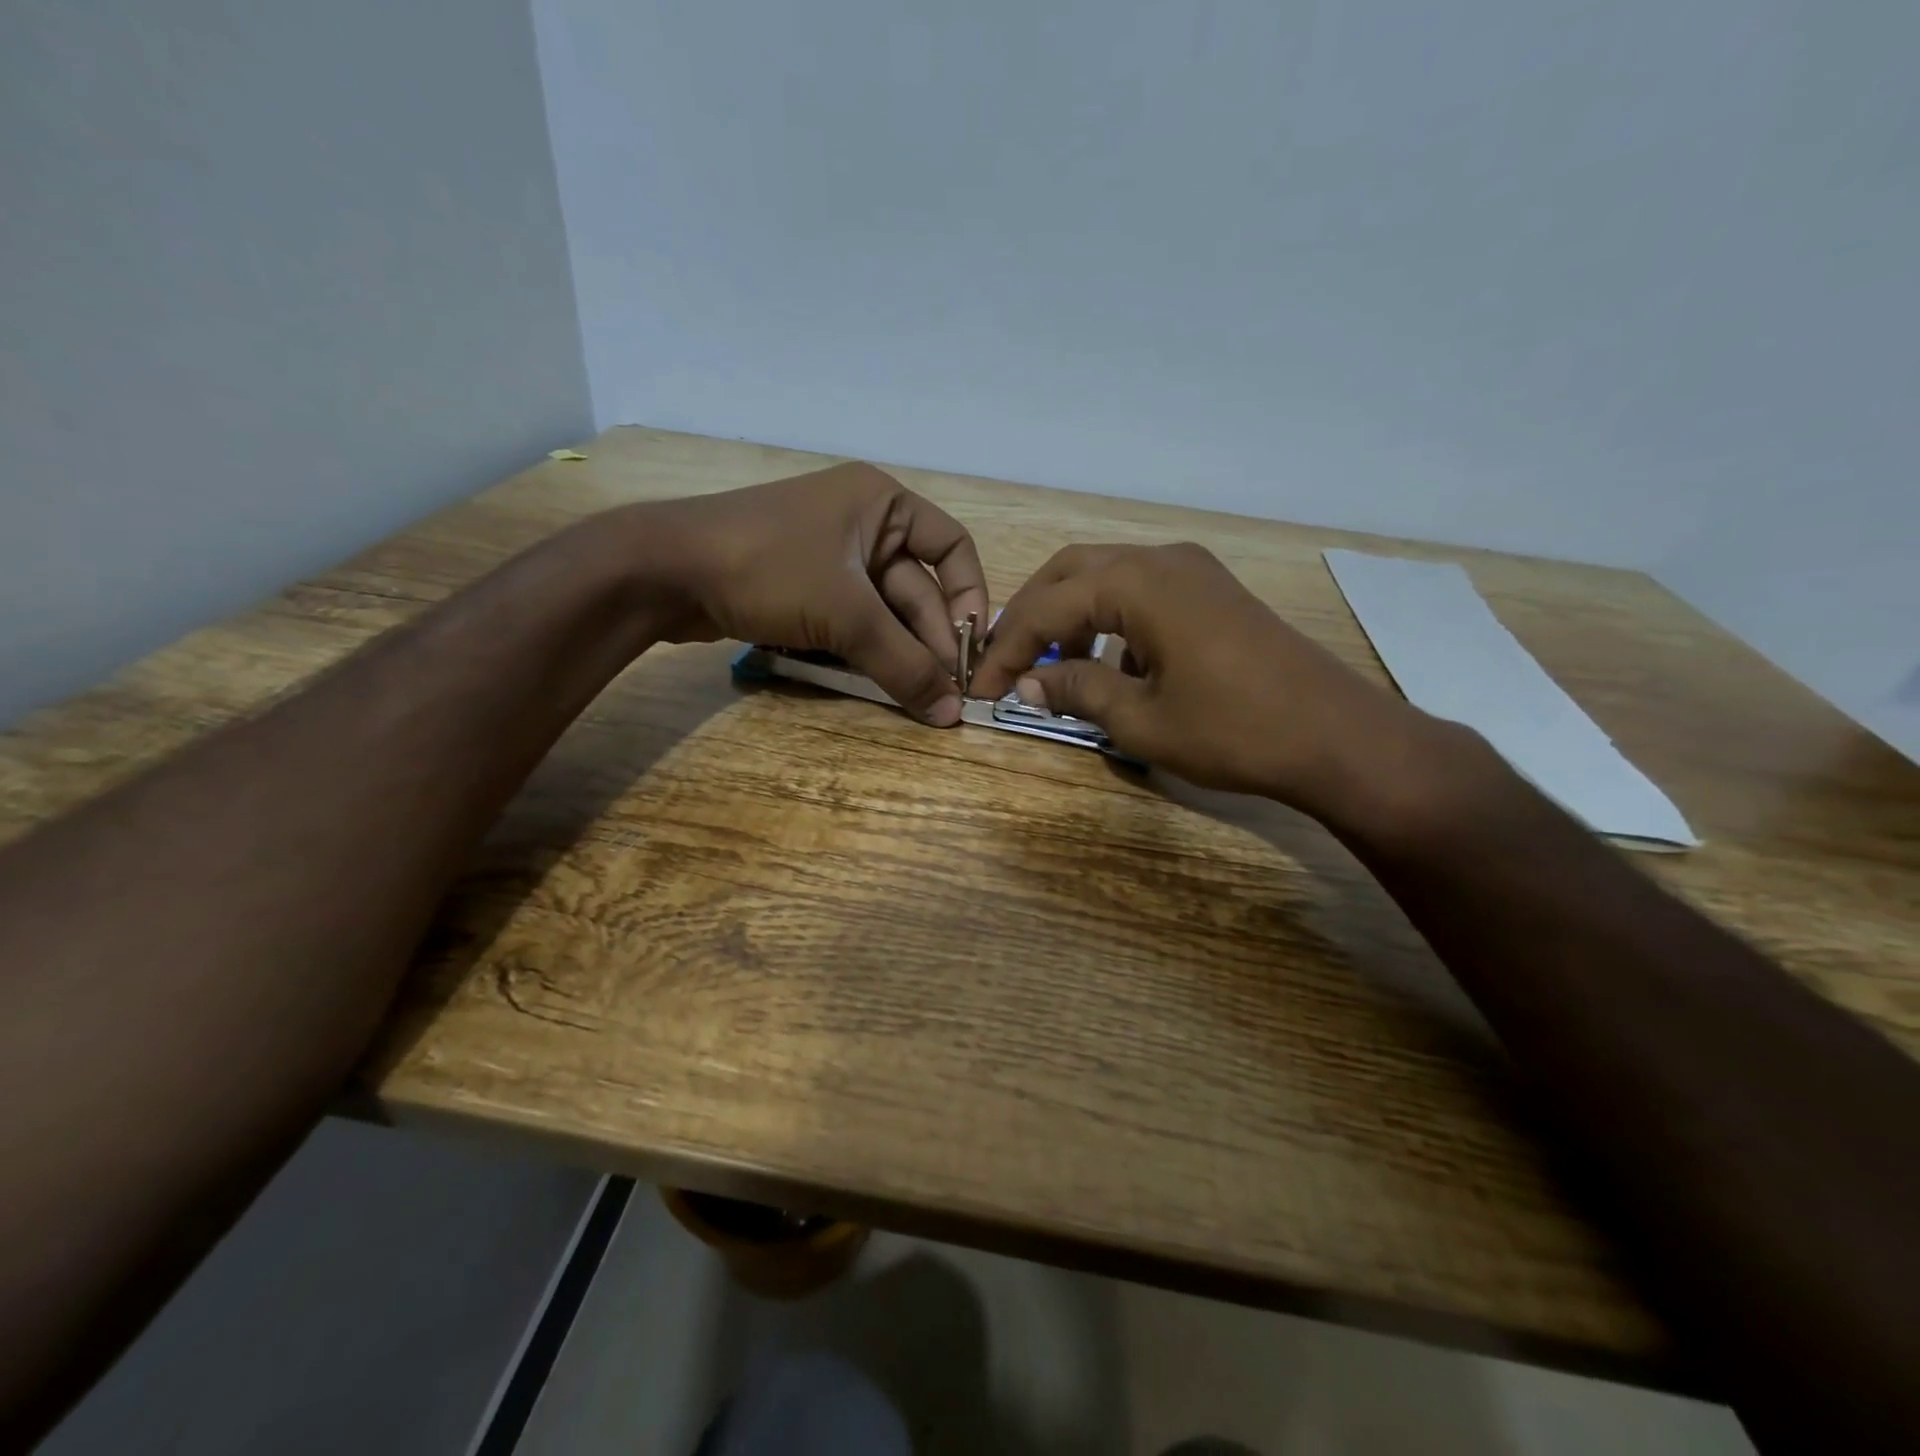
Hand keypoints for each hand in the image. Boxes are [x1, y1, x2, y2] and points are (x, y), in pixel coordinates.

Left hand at [637, 462, 988, 724]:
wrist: (665, 570)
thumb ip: (904, 663)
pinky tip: (881, 684)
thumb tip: (952, 714)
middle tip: (945, 694)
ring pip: (884, 611)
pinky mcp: (806, 588)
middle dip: (930, 640)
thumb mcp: (846, 614)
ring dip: (900, 652)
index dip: (969, 598)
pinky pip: (853, 621)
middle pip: (917, 588)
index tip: (971, 650)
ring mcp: (831, 557)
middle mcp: (864, 524)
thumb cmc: (769, 567)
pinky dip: (867, 651)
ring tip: (919, 698)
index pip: (952, 548)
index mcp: (883, 504)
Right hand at [969, 542, 1440, 820]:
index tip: (981, 688)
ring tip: (1054, 669)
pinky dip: (1110, 621)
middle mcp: (1163, 559)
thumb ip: (1077, 690)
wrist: (1337, 738)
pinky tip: (1112, 666)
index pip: (1048, 606)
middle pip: (1071, 573)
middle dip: (1031, 617)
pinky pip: (1143, 593)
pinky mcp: (1213, 592)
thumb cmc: (1233, 731)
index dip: (1007, 648)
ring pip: (1107, 578)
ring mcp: (1194, 571)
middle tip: (1007, 664)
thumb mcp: (1141, 719)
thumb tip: (1027, 685)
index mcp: (1139, 582)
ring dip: (1070, 617)